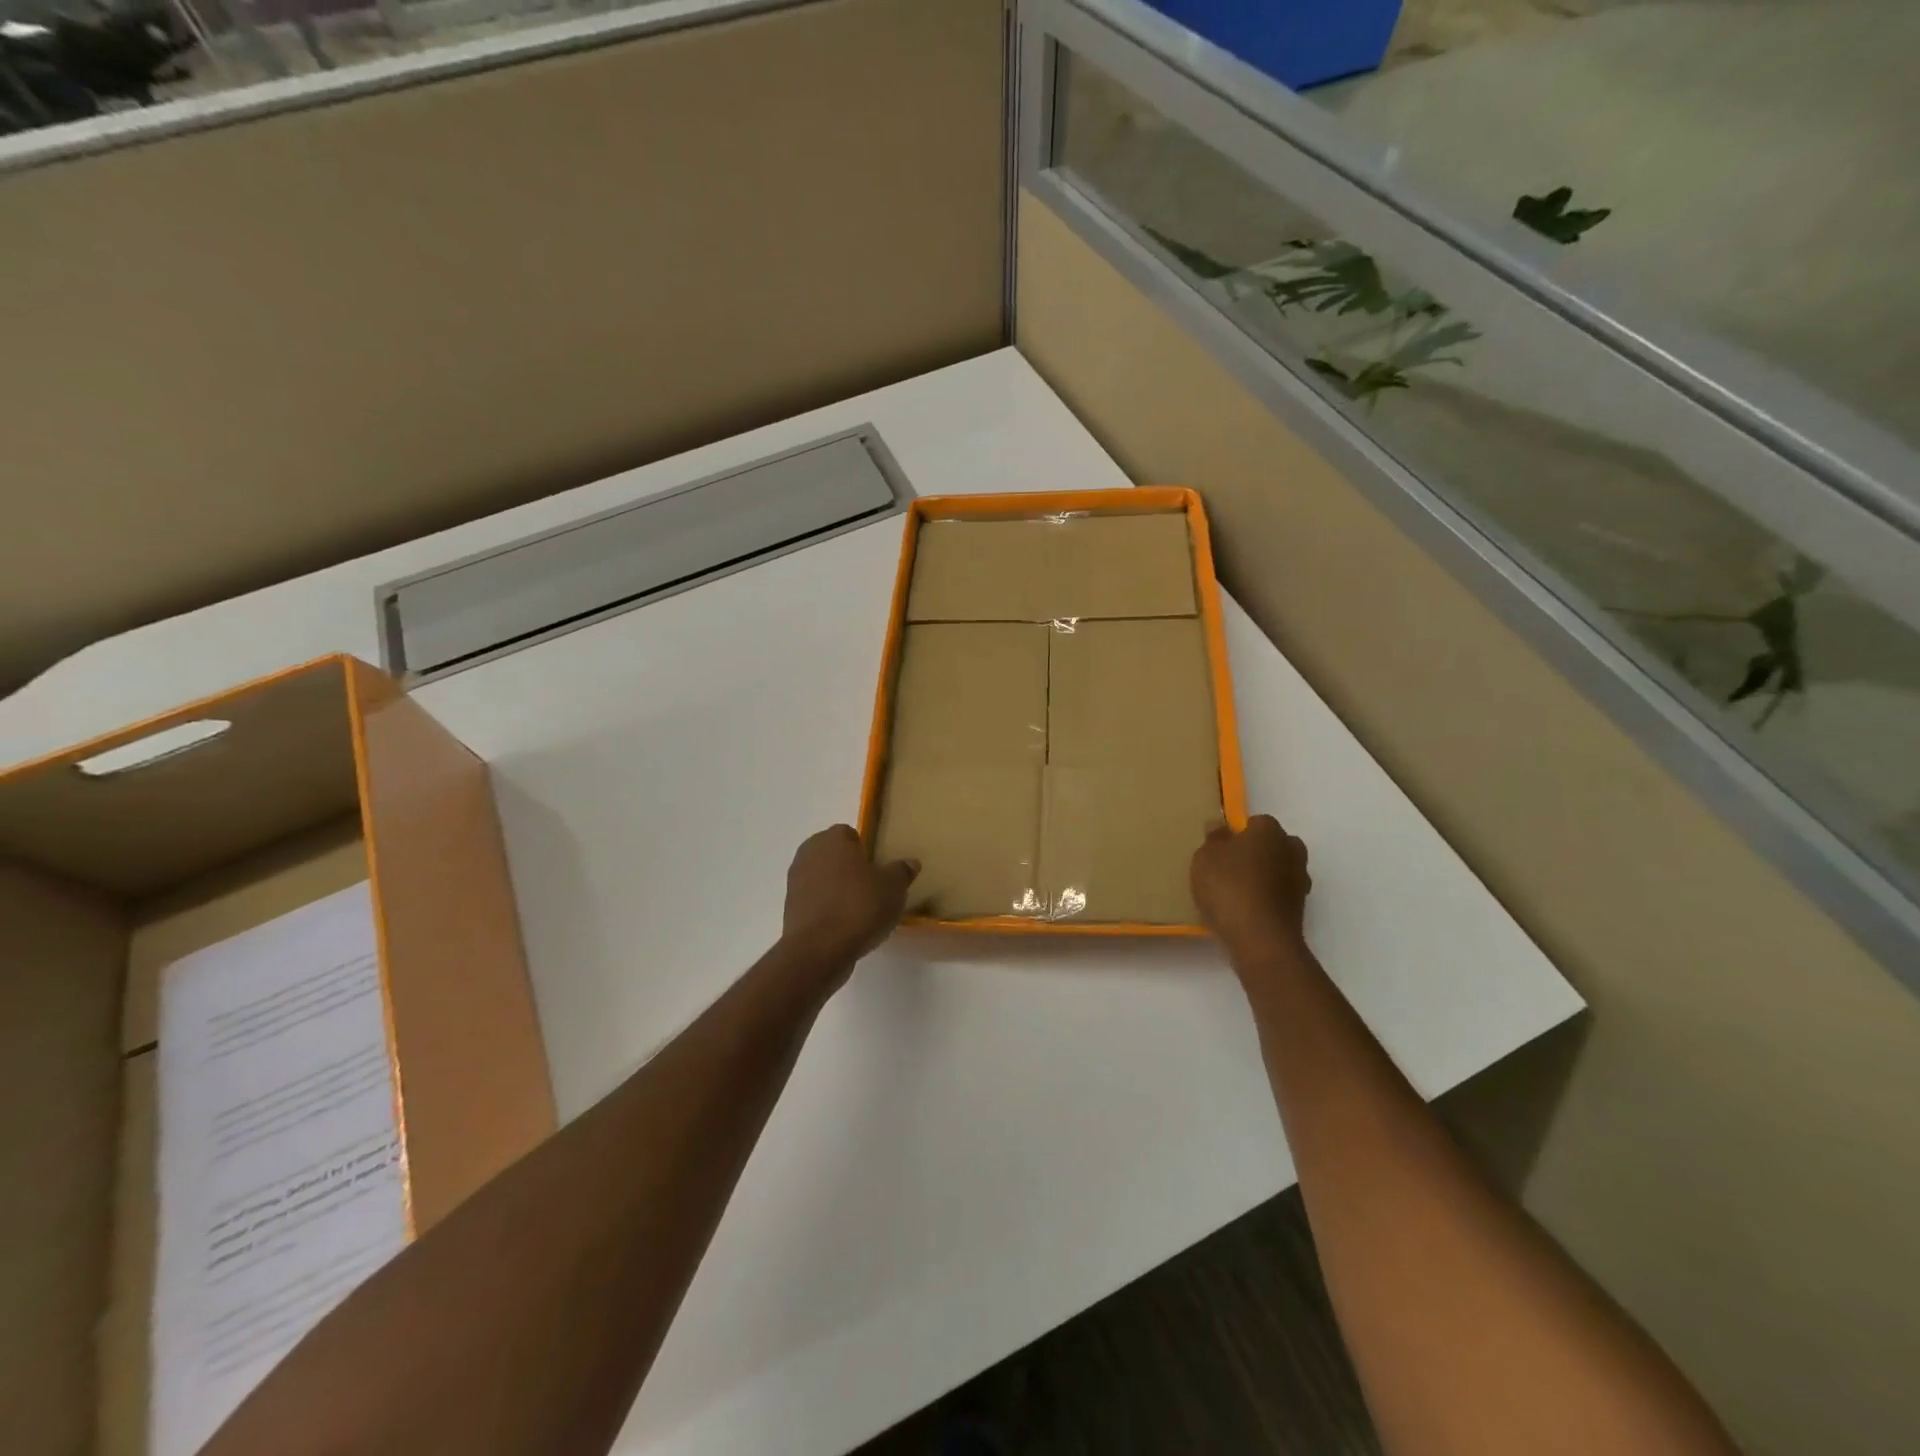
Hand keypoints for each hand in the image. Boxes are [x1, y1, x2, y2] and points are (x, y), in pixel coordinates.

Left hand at [781, 825, 918, 970]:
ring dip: (836, 888)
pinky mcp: (789, 908)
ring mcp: (795, 880)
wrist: (819, 949)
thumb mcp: (893, 888)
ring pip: (822, 877)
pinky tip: (843, 925)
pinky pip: (814, 900)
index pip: (849, 834)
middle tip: (871, 888)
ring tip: (858, 910)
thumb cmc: (859, 906)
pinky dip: (826, 908)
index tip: (877, 869)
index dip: (864, 850)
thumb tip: (910, 863)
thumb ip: (902, 871)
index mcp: (833, 838)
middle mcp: (809, 853)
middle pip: (833, 855)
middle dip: (849, 867)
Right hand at [1190, 815, 1312, 958]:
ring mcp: (1299, 881)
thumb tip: (1220, 826)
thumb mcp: (1205, 857)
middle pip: (1273, 845)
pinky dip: (1266, 899)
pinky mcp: (1299, 909)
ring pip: (1278, 871)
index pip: (1256, 822)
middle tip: (1229, 868)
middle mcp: (1292, 851)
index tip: (1220, 849)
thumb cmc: (1229, 887)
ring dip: (1263, 877)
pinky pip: (1278, 895)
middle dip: (1256, 853)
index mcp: (1270, 831)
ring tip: (1235, 893)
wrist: (1260, 939)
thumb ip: (1213, 839)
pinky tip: (1245, 911)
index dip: (1237, 834)